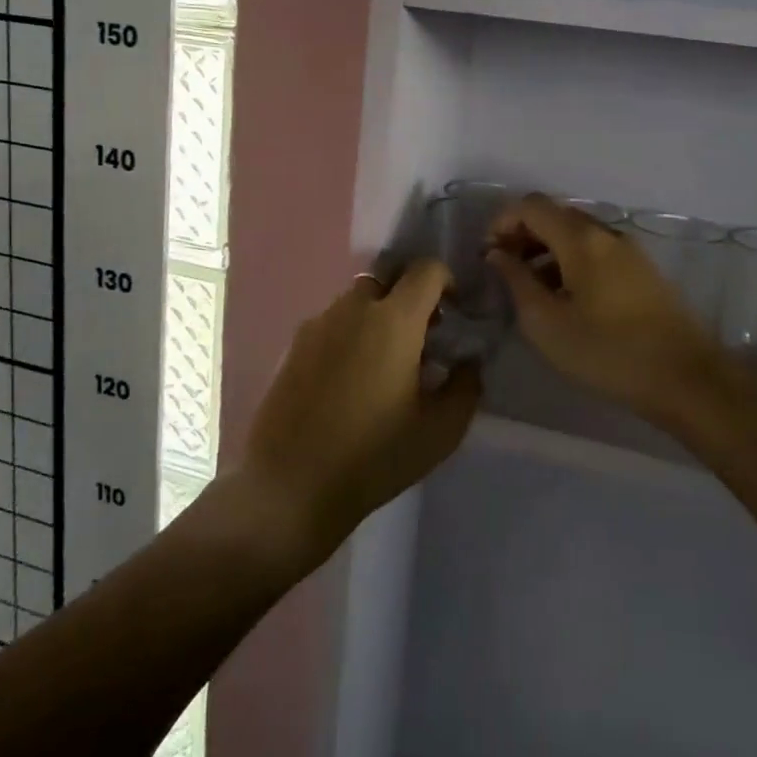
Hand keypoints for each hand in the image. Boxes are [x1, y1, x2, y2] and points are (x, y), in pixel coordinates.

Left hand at [238, 261, 479, 563]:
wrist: (289, 486)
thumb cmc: (374, 456)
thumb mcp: (441, 430)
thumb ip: (466, 385)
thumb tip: (468, 360)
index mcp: (394, 320)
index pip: (426, 269)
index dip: (446, 281)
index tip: (454, 313)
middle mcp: (353, 309)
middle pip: (388, 280)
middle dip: (409, 299)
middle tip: (420, 340)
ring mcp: (317, 325)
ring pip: (356, 302)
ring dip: (377, 318)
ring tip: (383, 366)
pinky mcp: (292, 347)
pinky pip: (331, 325)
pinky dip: (349, 337)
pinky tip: (348, 383)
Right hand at [487, 194, 728, 426]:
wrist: (684, 378)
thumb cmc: (607, 351)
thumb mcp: (546, 323)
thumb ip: (516, 281)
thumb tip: (497, 254)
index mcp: (581, 239)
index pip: (531, 205)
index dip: (502, 221)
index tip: (487, 254)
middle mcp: (606, 233)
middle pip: (555, 215)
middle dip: (523, 234)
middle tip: (504, 270)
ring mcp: (628, 250)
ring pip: (576, 234)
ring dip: (546, 250)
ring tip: (530, 289)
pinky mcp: (642, 270)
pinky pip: (596, 251)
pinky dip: (570, 261)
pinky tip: (564, 298)